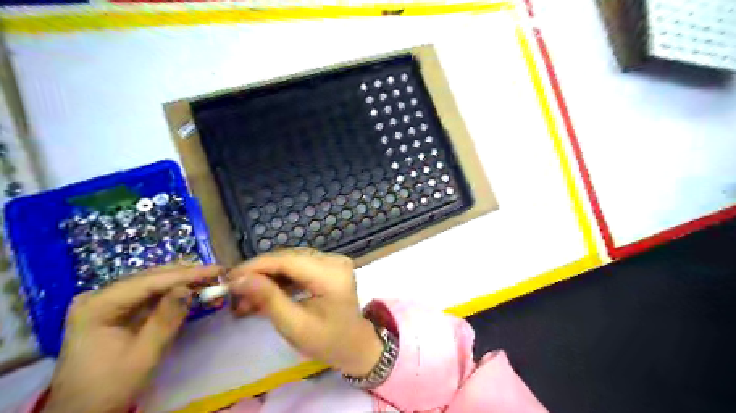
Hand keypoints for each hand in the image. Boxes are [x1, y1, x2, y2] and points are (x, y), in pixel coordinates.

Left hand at [42, 264, 218, 412]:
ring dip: (182, 281)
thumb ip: (166, 320)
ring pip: (152, 283)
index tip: (216, 269)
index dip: (185, 274)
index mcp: (97, 307)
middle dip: (185, 274)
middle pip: (149, 278)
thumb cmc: (111, 386)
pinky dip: (173, 292)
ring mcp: (106, 302)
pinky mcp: (116, 310)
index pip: (148, 282)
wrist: (83, 412)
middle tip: (217, 272)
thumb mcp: (144, 355)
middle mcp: (98, 297)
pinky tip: (192, 289)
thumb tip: (188, 289)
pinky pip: (149, 294)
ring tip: (210, 278)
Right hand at [228, 249, 381, 377]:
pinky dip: (280, 280)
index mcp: (331, 275)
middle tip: (233, 293)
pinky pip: (298, 267)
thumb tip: (239, 279)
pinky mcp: (328, 266)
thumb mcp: (294, 326)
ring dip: (267, 279)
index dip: (256, 266)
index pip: (288, 260)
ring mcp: (333, 261)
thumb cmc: (328, 342)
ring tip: (244, 300)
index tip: (228, 278)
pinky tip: (263, 295)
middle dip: (259, 274)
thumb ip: (268, 299)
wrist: (354, 346)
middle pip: (288, 258)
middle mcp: (334, 260)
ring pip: (290, 262)